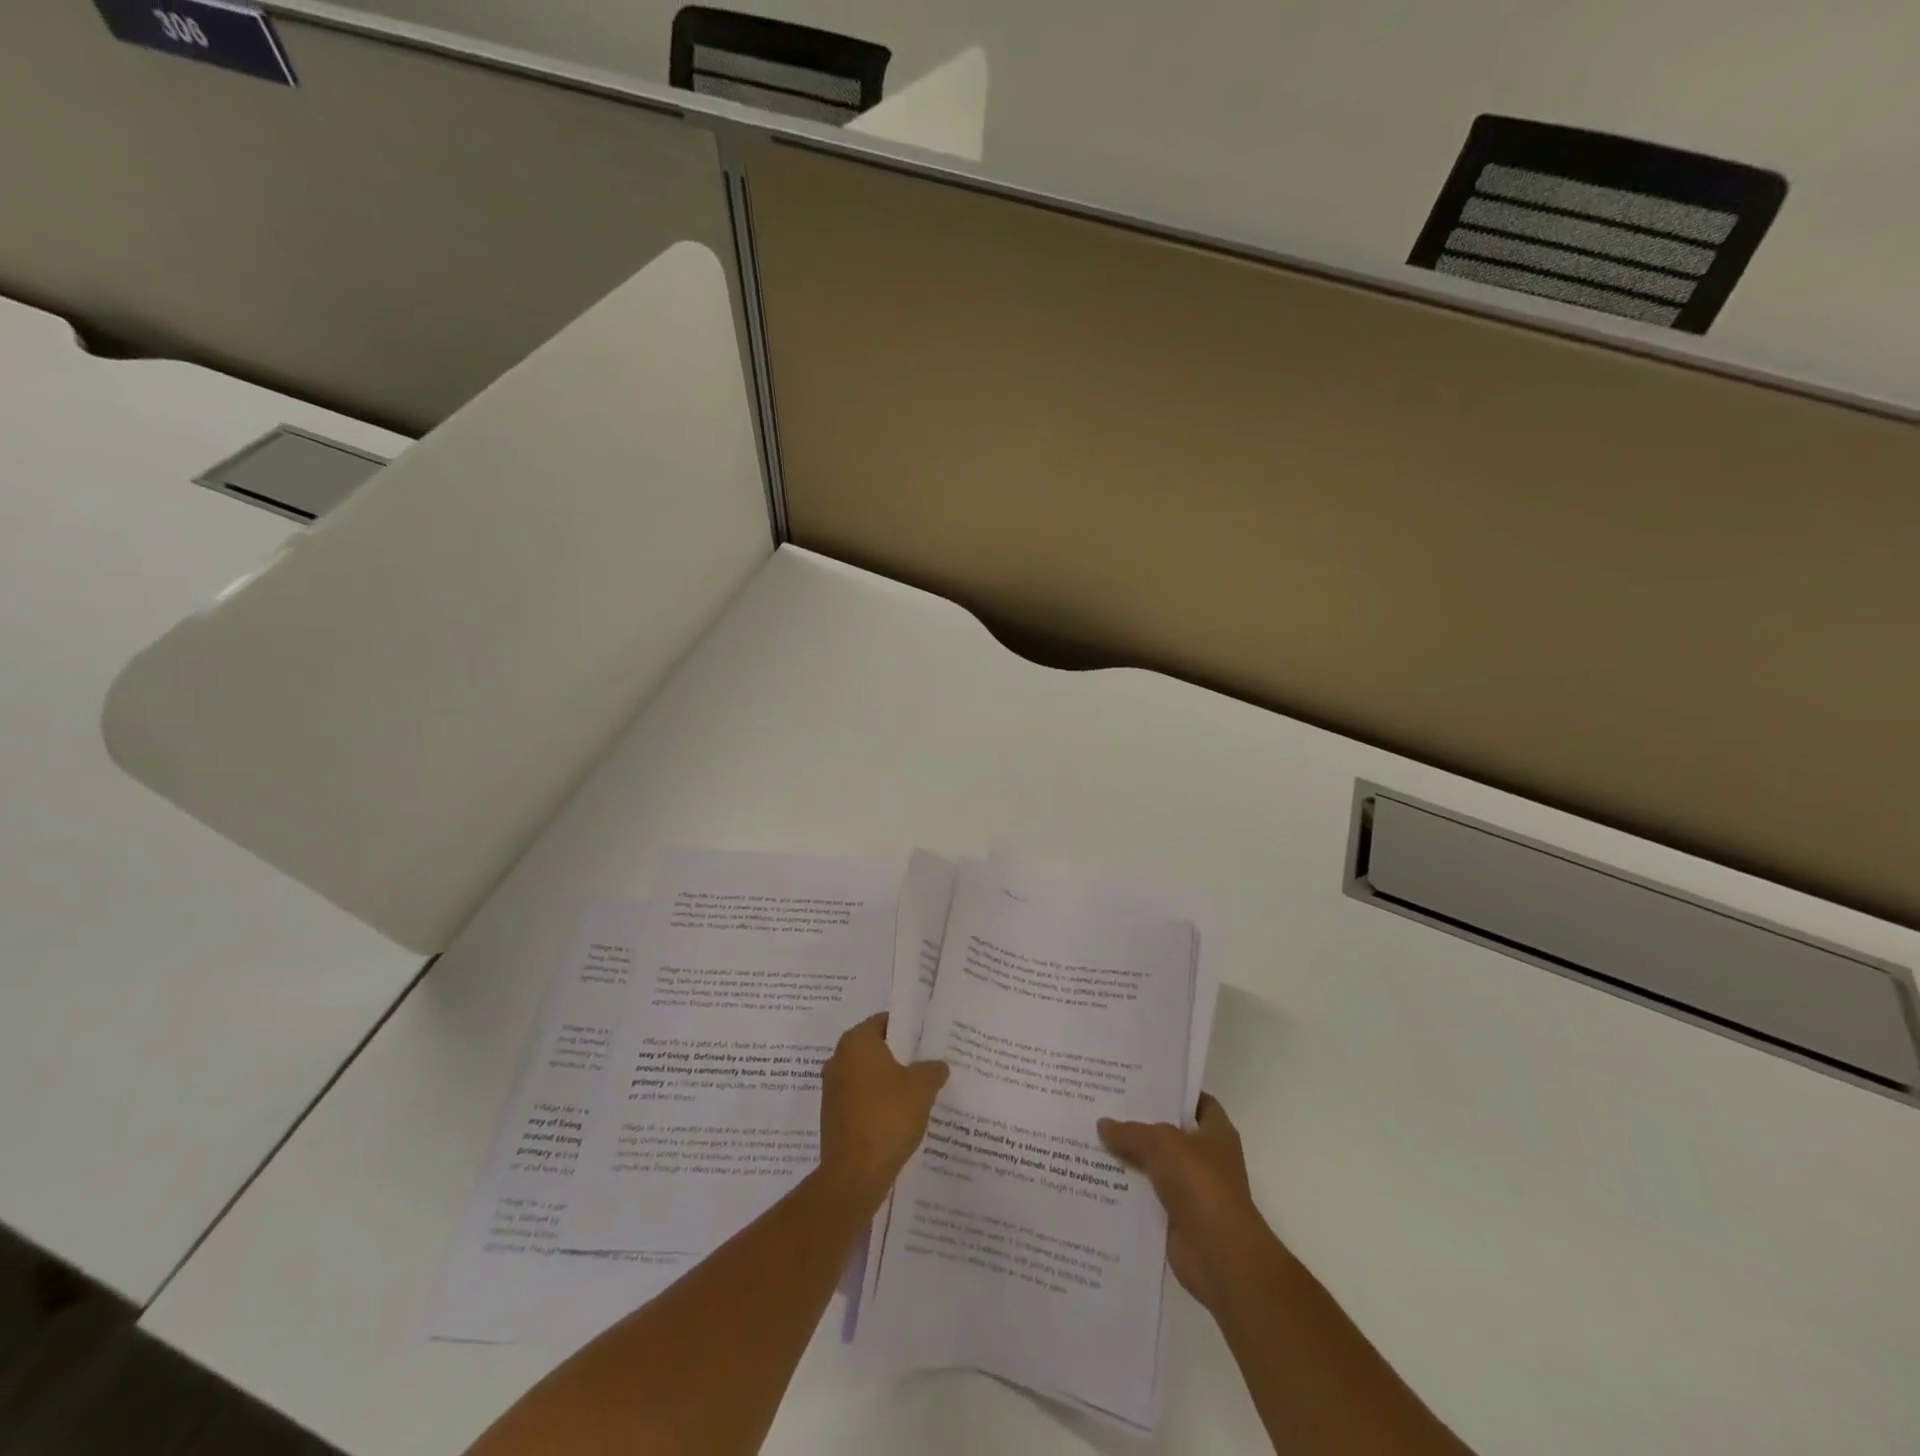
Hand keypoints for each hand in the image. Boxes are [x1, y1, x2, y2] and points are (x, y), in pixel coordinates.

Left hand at [818, 1013, 948, 1210]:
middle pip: (875, 1049)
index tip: (928, 1040)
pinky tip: (899, 1116)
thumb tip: (938, 1065)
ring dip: (888, 1082)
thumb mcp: (922, 1088)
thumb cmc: (888, 1117)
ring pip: (867, 1076)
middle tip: (927, 1064)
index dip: (908, 1030)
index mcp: (856, 1042)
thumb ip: (932, 1070)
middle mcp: (838, 1058)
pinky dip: (877, 1103)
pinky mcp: (832, 1116)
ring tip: (917, 1092)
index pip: (884, 1022)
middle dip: (899, 1057)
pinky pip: (860, 1099)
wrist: (854, 1174)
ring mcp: (832, 1089)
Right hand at [1098, 1094, 1275, 1314]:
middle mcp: (1206, 1158)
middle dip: (1139, 1123)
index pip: (1196, 1101)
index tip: (1138, 1081)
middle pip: (1168, 1133)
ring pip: (1153, 1166)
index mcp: (1216, 1132)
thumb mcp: (1162, 1143)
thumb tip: (1103, 1124)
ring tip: (1091, 1138)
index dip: (1172, 1090)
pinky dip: (1126, 1191)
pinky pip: (1145, 1197)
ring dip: (1128, 1158)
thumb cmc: (1200, 1183)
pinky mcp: (1174, 1218)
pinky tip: (1096, 1177)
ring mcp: (1191, 1190)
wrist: (1218, 1254)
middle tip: (1104, 1105)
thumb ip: (1131, 1132)